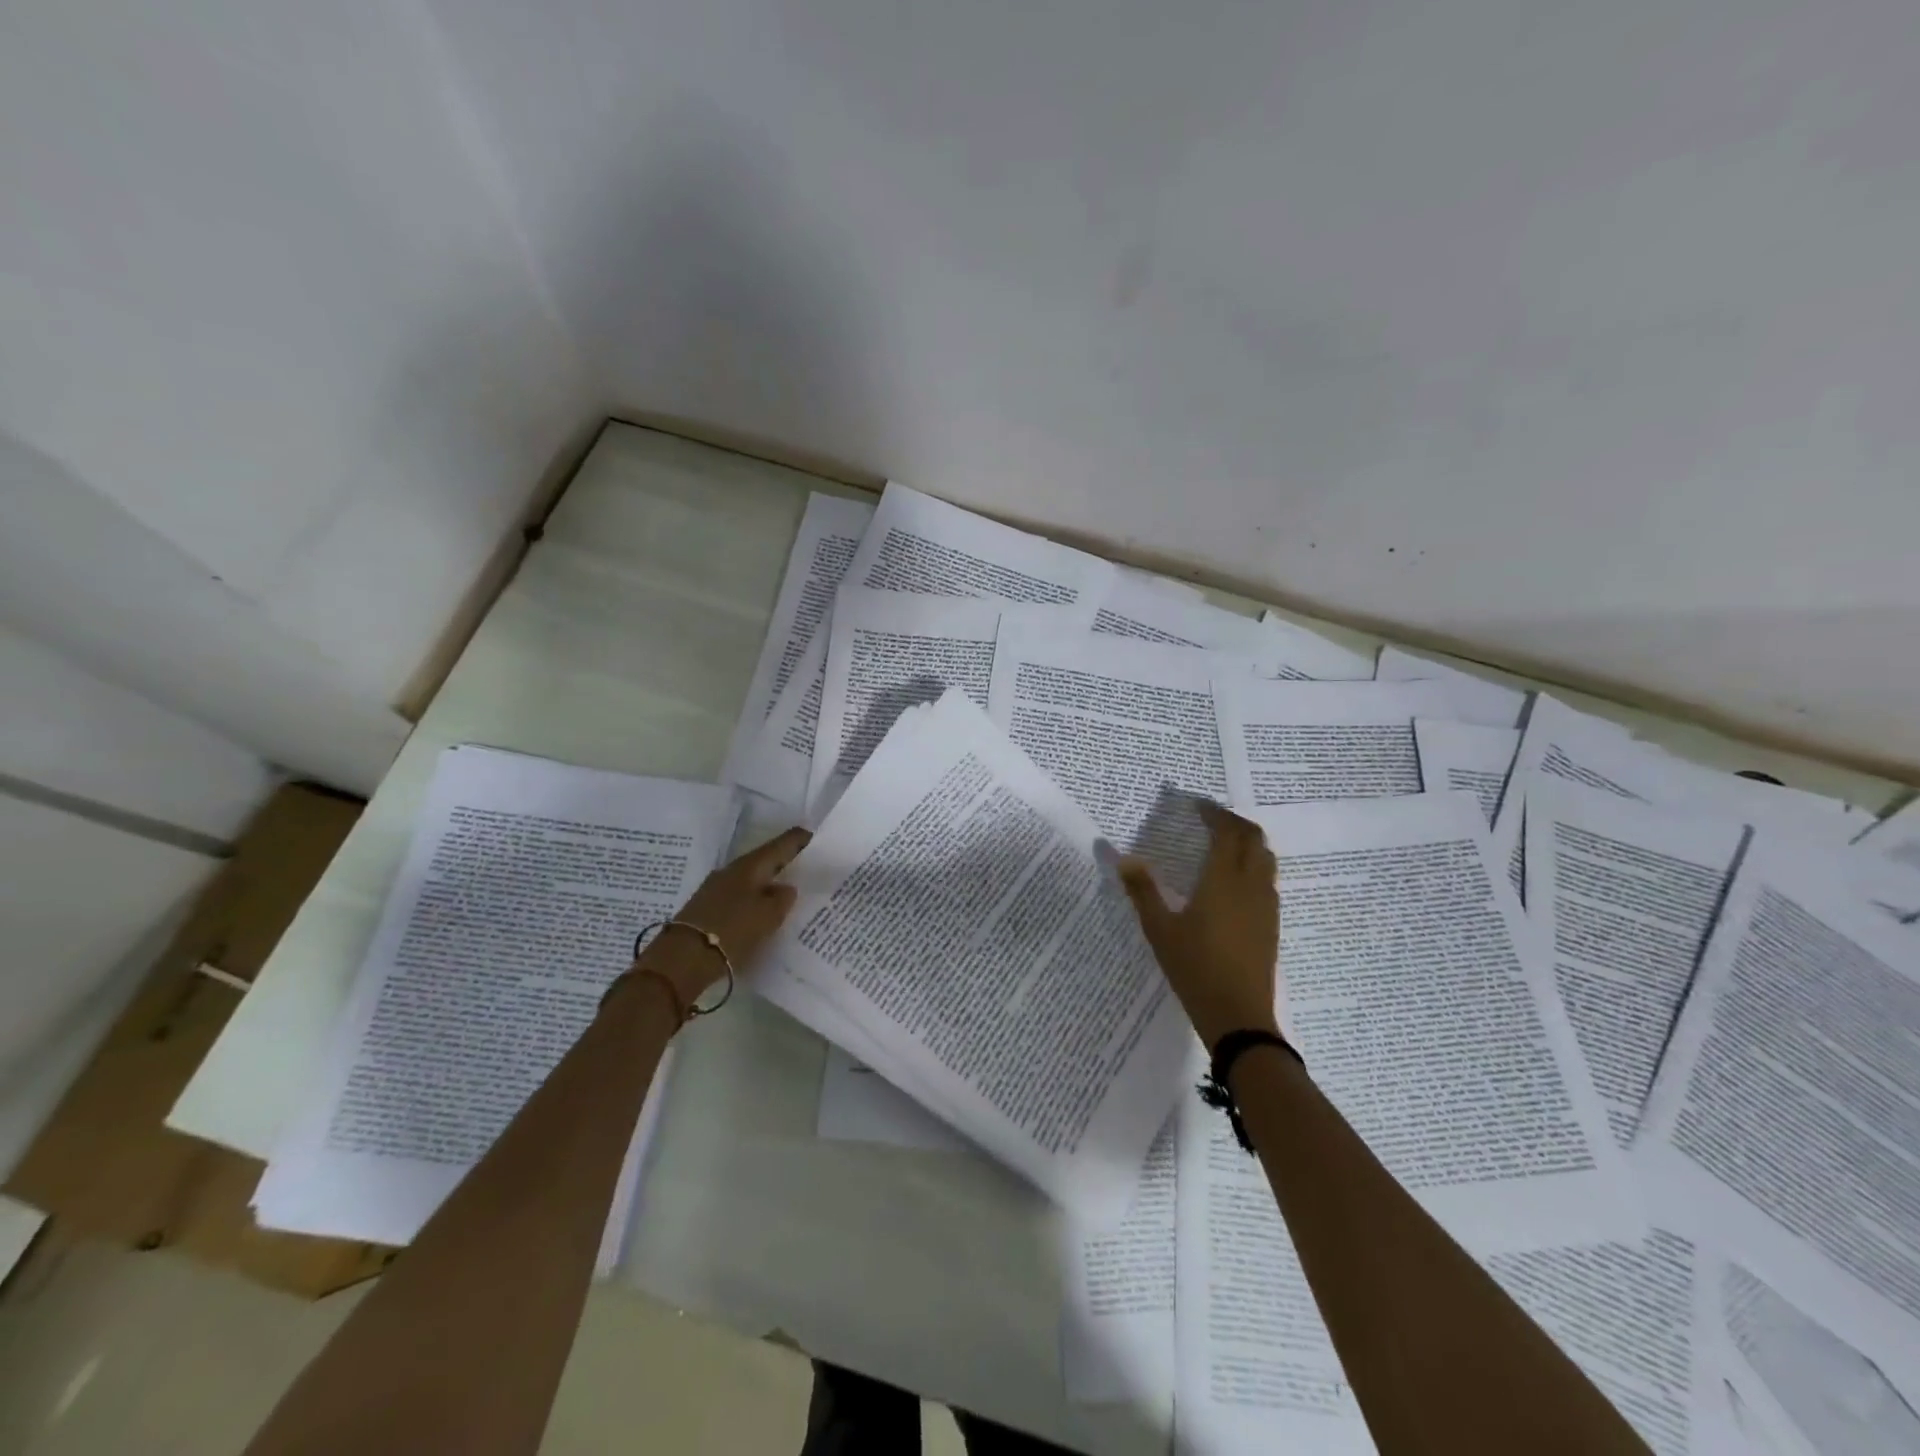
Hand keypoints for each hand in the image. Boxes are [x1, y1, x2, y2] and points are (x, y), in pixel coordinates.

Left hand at [637, 826, 810, 1007]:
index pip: (781, 845)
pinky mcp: (707, 909)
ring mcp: (716, 889)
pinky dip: (754, 901)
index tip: (815, 836)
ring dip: (768, 884)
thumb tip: (786, 888)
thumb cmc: (732, 930)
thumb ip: (783, 898)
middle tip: (806, 866)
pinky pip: (739, 898)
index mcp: (750, 865)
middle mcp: (732, 870)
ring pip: (751, 880)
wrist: (683, 958)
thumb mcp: (768, 915)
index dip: (799, 840)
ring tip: (788, 893)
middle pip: (764, 861)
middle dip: (784, 862)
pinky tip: (762, 912)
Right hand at [1117, 802, 1278, 1050]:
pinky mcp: (1271, 924)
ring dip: (1247, 843)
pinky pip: (1267, 880)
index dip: (1214, 813)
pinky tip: (1232, 883)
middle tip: (1210, 820)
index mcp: (1224, 880)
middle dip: (1234, 823)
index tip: (1196, 805)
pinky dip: (1253, 866)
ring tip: (1223, 845)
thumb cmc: (1194, 968)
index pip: (1227, 832)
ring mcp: (1266, 906)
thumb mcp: (1159, 929)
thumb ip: (1142, 891)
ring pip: (1266, 859)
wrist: (1238, 1016)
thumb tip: (1123, 858)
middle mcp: (1251, 885)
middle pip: (1254, 839)